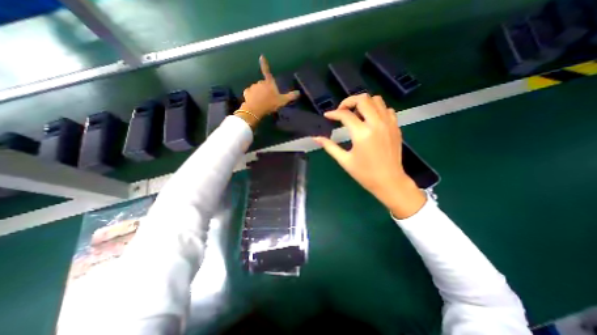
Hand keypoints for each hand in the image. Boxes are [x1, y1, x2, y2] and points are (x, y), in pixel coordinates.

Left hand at [238, 54, 300, 126]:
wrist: (256, 109)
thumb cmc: (270, 104)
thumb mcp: (282, 101)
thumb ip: (290, 96)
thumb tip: (298, 92)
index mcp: (269, 83)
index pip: (267, 71)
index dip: (264, 64)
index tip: (261, 56)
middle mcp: (260, 82)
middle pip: (263, 84)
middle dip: (265, 89)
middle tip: (268, 98)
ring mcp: (253, 87)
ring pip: (256, 89)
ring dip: (259, 93)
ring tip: (262, 102)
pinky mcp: (247, 92)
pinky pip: (250, 93)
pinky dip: (252, 96)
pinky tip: (254, 102)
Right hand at [314, 95, 426, 219]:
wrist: (389, 181)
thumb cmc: (365, 173)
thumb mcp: (344, 160)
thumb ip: (330, 146)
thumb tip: (316, 138)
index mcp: (362, 133)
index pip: (345, 115)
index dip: (334, 113)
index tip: (327, 115)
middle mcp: (376, 123)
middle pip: (363, 99)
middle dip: (349, 101)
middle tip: (342, 111)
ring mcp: (388, 123)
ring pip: (377, 100)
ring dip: (364, 103)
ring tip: (356, 114)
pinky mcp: (396, 127)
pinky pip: (387, 109)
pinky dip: (377, 110)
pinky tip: (371, 120)